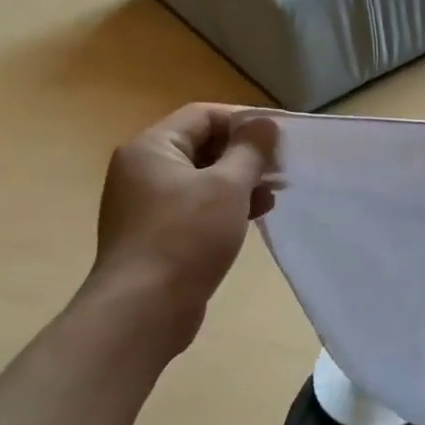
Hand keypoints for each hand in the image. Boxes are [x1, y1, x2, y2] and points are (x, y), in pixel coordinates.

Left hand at [90, 104, 279, 342]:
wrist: (143, 309)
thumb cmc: (186, 236)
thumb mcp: (227, 186)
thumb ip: (250, 150)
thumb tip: (265, 124)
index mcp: (151, 148)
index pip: (203, 115)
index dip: (244, 120)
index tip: (280, 136)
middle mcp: (142, 169)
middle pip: (202, 145)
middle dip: (245, 153)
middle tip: (281, 166)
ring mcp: (146, 203)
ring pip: (202, 177)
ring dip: (240, 180)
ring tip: (274, 193)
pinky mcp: (156, 233)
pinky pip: (196, 205)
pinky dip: (225, 204)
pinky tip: (254, 215)